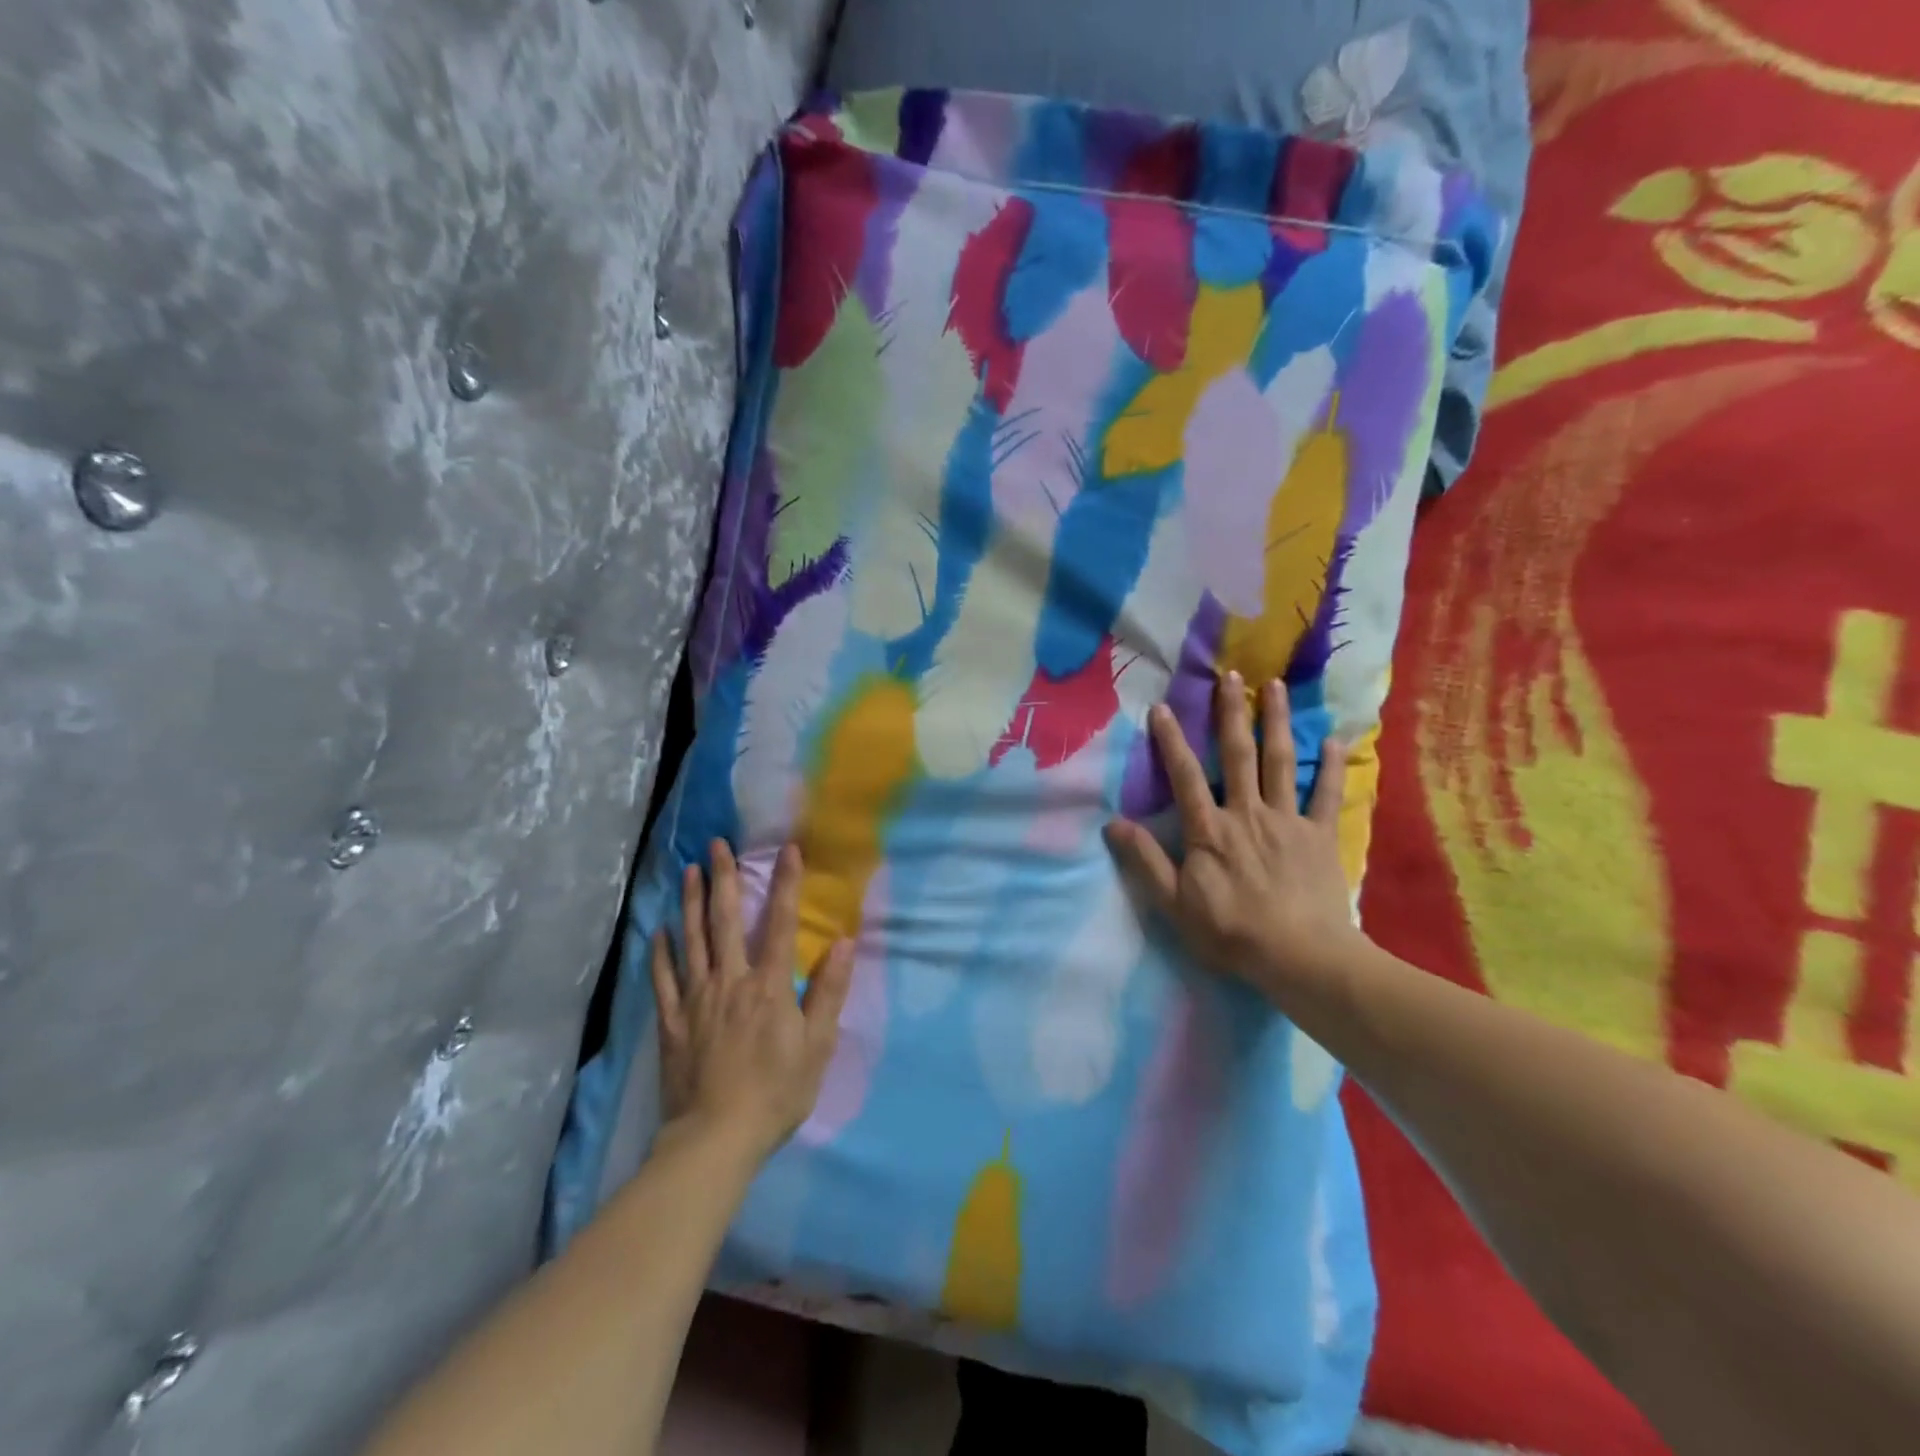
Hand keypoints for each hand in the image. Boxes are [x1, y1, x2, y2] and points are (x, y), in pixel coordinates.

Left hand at [651, 840, 855, 1162]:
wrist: (715, 1139)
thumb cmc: (776, 1093)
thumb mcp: (817, 1046)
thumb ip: (829, 992)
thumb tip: (845, 943)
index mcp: (768, 985)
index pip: (781, 922)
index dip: (786, 883)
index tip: (787, 848)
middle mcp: (730, 981)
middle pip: (725, 920)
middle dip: (723, 878)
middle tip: (716, 845)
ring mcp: (696, 1000)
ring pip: (691, 940)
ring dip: (689, 903)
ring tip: (688, 871)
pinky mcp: (672, 1022)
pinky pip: (663, 979)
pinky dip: (660, 952)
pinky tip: (658, 931)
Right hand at [1104, 673, 1365, 1004]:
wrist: (1301, 958)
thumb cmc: (1231, 933)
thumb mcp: (1174, 904)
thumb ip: (1145, 861)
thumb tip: (1112, 824)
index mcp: (1210, 830)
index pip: (1185, 776)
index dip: (1170, 740)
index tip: (1161, 707)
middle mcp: (1248, 813)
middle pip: (1239, 754)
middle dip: (1232, 712)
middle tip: (1231, 675)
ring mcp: (1288, 821)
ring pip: (1282, 762)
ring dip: (1278, 722)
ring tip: (1277, 687)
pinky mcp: (1321, 836)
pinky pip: (1326, 795)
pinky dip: (1331, 767)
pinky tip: (1335, 740)